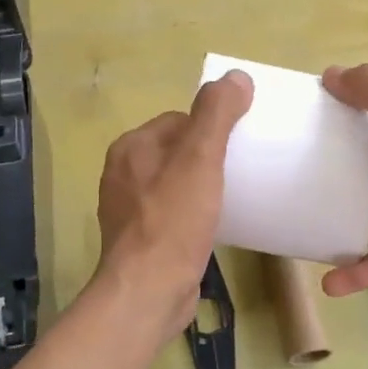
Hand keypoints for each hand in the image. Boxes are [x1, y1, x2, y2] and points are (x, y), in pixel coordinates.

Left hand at [95, 70, 253, 337]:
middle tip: (243, 169)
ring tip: (235, 196)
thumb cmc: (173, 220)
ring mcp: (129, 210)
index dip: (211, 127)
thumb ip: (216, 114)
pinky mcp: (142, 240)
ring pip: (176, 183)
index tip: (240, 143)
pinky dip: (194, 213)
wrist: (148, 292)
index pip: (179, 120)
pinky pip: (173, 213)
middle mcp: (124, 174)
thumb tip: (236, 76)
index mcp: (132, 147)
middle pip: (178, 151)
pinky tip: (216, 225)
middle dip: (209, 156)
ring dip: (203, 186)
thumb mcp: (200, 159)